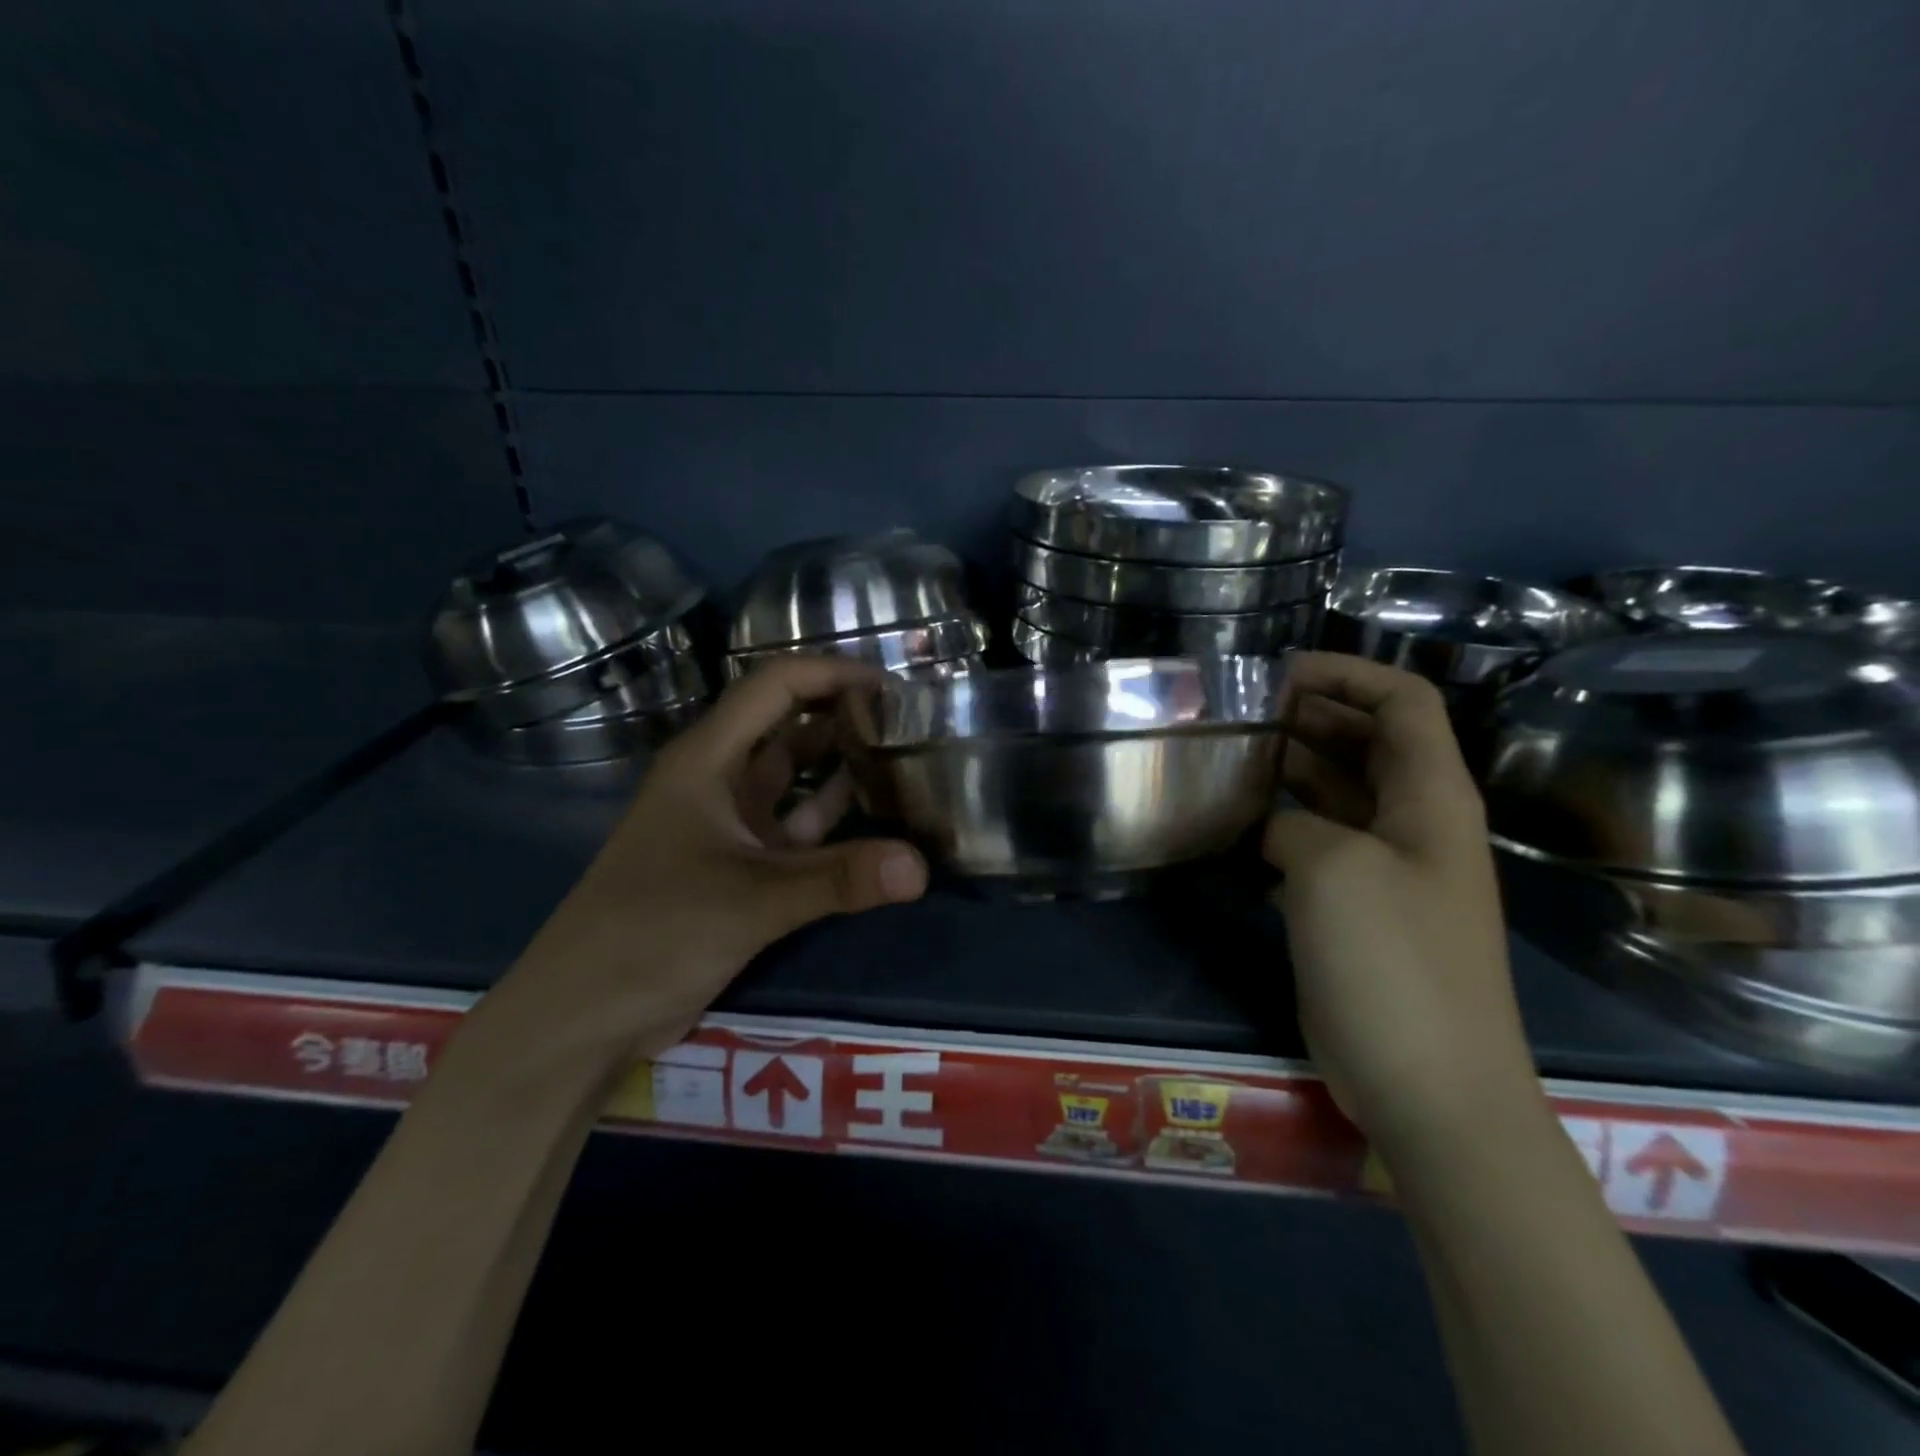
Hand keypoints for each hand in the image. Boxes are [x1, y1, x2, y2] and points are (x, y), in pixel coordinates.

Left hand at [493, 655, 928, 1061]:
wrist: (583, 1014)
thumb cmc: (652, 934)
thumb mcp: (749, 901)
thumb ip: (837, 881)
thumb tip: (920, 867)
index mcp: (707, 759)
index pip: (775, 687)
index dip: (831, 674)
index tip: (892, 687)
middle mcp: (719, 778)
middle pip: (788, 725)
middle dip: (844, 716)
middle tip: (911, 723)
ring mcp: (730, 823)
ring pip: (795, 776)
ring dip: (842, 766)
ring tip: (905, 760)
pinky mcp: (740, 863)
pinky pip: (798, 826)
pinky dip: (834, 819)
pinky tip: (878, 821)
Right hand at [1263, 653, 1537, 1149]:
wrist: (1428, 1085)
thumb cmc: (1392, 961)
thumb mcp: (1333, 868)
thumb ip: (1294, 823)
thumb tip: (1274, 830)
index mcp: (1432, 798)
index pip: (1403, 703)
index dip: (1348, 675)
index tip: (1279, 675)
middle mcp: (1415, 823)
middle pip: (1367, 744)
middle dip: (1309, 719)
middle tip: (1240, 716)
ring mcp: (1385, 870)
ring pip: (1337, 795)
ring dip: (1289, 772)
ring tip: (1227, 761)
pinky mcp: (1356, 910)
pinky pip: (1317, 846)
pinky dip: (1280, 827)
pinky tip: (1235, 828)